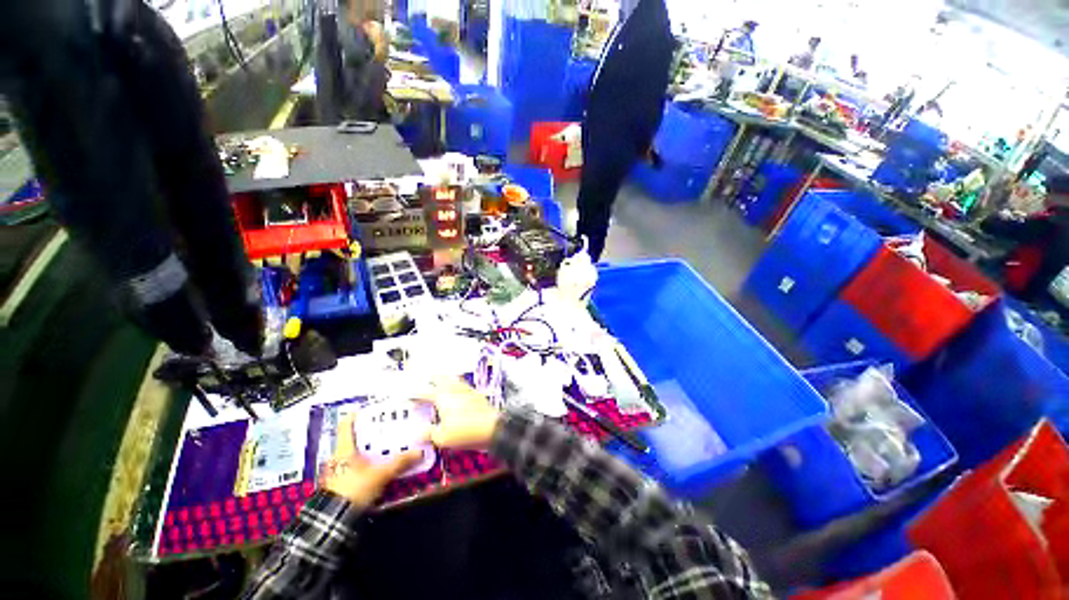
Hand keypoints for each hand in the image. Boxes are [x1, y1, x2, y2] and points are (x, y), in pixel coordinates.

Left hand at [320, 415, 421, 508]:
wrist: (334, 520)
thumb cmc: (354, 488)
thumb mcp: (381, 474)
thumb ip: (400, 462)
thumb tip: (419, 452)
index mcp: (344, 449)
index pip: (345, 426)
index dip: (354, 415)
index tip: (366, 409)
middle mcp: (337, 458)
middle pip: (351, 440)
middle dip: (366, 436)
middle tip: (383, 430)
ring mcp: (335, 472)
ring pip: (351, 455)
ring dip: (365, 452)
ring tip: (382, 450)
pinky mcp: (337, 485)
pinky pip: (352, 469)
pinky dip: (363, 466)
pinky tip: (374, 469)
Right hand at [418, 377, 501, 449]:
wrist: (492, 428)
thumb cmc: (465, 432)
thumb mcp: (442, 438)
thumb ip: (429, 434)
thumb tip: (419, 433)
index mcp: (442, 397)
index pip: (424, 393)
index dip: (415, 394)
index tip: (408, 395)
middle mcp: (454, 389)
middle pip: (441, 378)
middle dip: (432, 377)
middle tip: (426, 377)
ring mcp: (467, 390)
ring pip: (454, 379)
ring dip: (446, 378)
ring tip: (442, 378)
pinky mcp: (477, 394)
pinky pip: (463, 385)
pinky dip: (457, 384)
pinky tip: (458, 389)